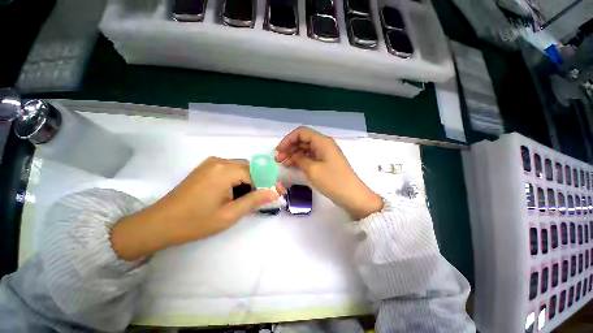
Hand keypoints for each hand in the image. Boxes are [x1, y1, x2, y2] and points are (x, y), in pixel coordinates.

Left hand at [111, 157, 280, 260]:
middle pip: (249, 168)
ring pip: (240, 169)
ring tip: (250, 198)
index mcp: (225, 170)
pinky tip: (235, 193)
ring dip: (249, 181)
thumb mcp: (230, 214)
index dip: (269, 182)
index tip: (279, 192)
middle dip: (259, 181)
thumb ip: (255, 200)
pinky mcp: (206, 168)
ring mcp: (211, 163)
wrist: (159, 224)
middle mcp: (219, 161)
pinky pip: (230, 170)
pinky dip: (238, 180)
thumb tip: (275, 192)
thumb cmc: (196, 222)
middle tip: (265, 197)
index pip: (256, 172)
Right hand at [275, 127, 382, 219]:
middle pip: (303, 140)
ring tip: (282, 163)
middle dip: (289, 147)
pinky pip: (311, 157)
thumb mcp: (312, 169)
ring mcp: (325, 154)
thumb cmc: (333, 181)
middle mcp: (324, 145)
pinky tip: (293, 165)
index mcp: (322, 142)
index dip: (288, 139)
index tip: (278, 150)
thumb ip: (299, 159)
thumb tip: (292, 155)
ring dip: (294, 154)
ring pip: (306, 149)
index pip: (301, 133)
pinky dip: (301, 160)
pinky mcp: (325, 163)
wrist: (352, 196)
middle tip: (278, 159)